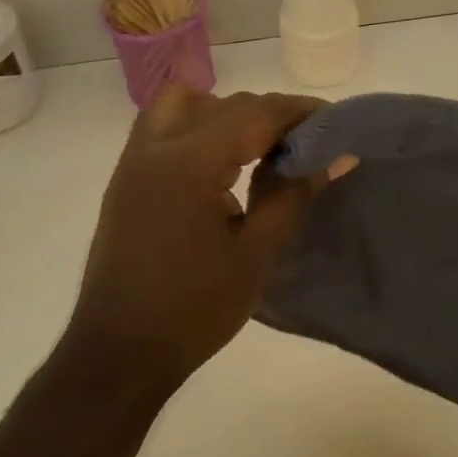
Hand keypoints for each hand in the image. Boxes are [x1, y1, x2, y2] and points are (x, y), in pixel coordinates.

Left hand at [68, 85, 342, 390]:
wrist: (119, 353)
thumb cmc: (194, 309)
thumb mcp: (257, 254)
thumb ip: (294, 195)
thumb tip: (338, 155)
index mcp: (190, 164)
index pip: (255, 114)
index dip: (299, 112)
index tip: (334, 122)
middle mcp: (157, 148)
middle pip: (224, 105)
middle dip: (269, 114)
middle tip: (305, 144)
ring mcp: (134, 161)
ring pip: (184, 104)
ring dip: (225, 113)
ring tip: (257, 149)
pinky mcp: (126, 179)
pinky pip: (163, 128)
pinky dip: (197, 128)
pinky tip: (221, 168)